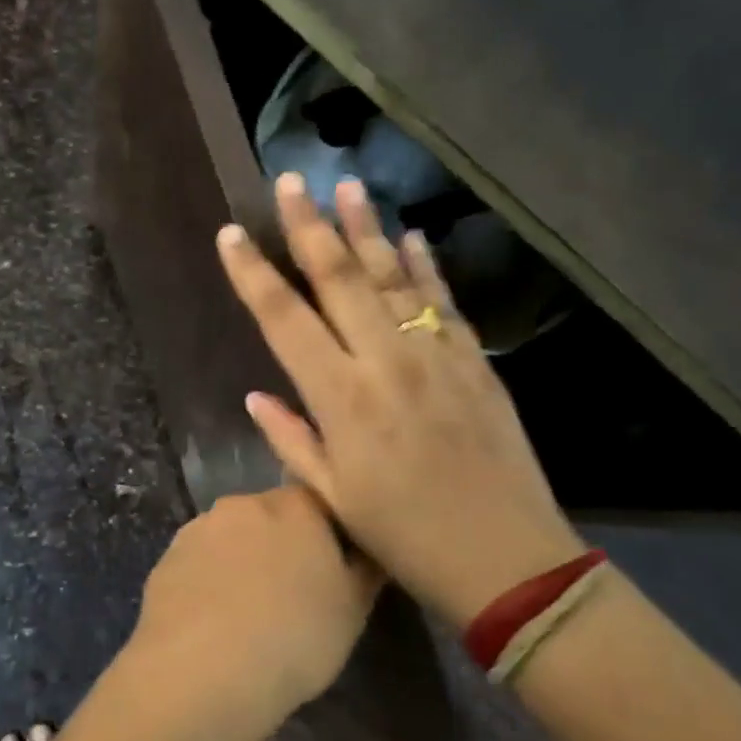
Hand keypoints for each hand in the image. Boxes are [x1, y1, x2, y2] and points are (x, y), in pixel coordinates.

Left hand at [132, 486, 378, 721]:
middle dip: (281, 545)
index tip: (330, 570)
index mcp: (294, 506)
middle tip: (291, 594)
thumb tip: (367, 547)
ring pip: (231, 538)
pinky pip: (200, 562)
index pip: (318, 502)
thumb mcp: (353, 609)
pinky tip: (214, 621)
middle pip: (270, 516)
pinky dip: (209, 581)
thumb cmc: (294, 636)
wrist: (202, 670)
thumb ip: (364, 567)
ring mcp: (199, 529)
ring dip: (242, 561)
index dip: (326, 534)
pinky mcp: (167, 558)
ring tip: (249, 613)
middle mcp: (243, 504)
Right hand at [215, 174, 583, 624]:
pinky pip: (442, 301)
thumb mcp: (333, 498)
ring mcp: (435, 355)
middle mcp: (385, 362)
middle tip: (290, 181)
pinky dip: (423, 266)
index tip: (232, 234)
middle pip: (339, 280)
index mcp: (341, 399)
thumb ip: (291, 438)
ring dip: (366, 228)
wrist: (508, 558)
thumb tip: (255, 395)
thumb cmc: (406, 537)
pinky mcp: (474, 361)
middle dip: (309, 227)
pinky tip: (409, 236)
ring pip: (392, 277)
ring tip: (346, 186)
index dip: (253, 274)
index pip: (284, 320)